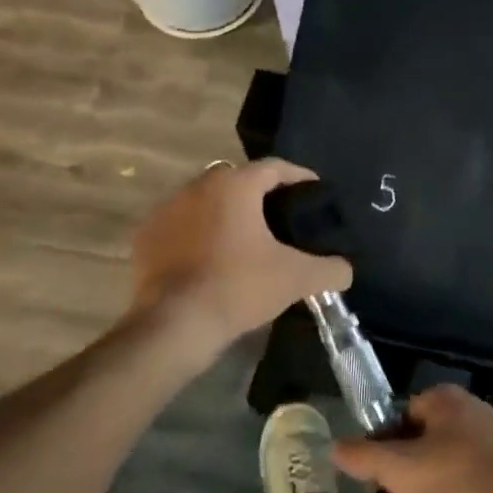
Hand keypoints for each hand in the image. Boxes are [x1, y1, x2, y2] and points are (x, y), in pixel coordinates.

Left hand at [128, 159, 351, 362]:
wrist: (174, 324)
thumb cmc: (238, 287)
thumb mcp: (295, 279)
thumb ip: (330, 269)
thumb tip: (346, 270)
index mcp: (235, 185)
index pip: (274, 168)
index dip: (298, 177)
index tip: (314, 191)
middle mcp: (198, 185)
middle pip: (237, 179)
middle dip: (259, 193)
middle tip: (279, 216)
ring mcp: (166, 209)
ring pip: (205, 200)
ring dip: (224, 212)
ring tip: (244, 238)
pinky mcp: (146, 235)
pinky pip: (180, 224)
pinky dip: (196, 233)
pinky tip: (209, 256)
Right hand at [332, 385, 492, 492]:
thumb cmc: (456, 478)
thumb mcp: (398, 470)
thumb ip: (363, 457)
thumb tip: (334, 447)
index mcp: (442, 397)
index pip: (400, 413)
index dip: (386, 444)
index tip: (384, 476)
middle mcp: (469, 405)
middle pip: (424, 432)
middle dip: (412, 460)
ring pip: (449, 452)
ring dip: (437, 475)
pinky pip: (472, 468)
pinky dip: (462, 486)